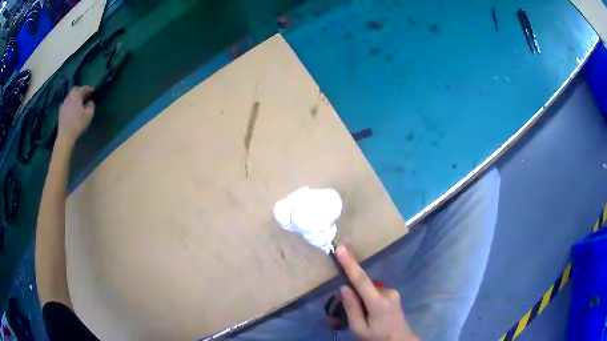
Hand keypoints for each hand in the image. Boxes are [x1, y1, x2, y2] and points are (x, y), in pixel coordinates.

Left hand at [57, 87, 94, 143]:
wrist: (65, 136)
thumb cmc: (78, 124)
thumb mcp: (89, 114)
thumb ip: (91, 105)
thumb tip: (90, 102)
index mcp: (76, 95)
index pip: (84, 88)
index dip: (90, 89)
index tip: (94, 91)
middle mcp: (69, 96)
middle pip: (75, 90)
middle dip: (81, 91)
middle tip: (86, 95)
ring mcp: (63, 104)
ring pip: (70, 96)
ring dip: (75, 98)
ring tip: (79, 103)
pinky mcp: (60, 112)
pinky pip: (67, 104)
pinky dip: (71, 104)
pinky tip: (73, 110)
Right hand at [336, 245, 416, 340]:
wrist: (399, 340)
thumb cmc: (377, 337)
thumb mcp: (359, 328)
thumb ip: (351, 308)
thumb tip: (344, 287)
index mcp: (378, 303)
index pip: (361, 280)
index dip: (350, 264)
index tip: (341, 248)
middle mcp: (388, 292)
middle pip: (364, 285)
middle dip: (353, 293)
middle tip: (352, 312)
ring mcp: (393, 291)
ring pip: (369, 289)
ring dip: (361, 297)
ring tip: (364, 317)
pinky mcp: (394, 293)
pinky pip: (375, 291)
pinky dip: (368, 298)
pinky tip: (370, 313)